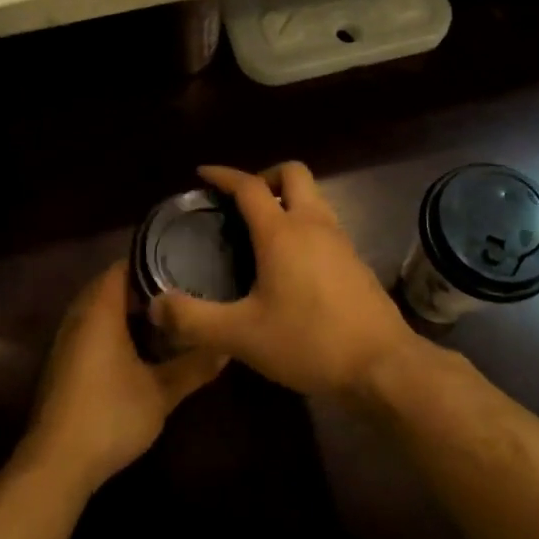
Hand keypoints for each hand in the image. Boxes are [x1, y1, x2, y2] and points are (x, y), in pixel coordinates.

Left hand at [20, 262, 225, 493]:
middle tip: (181, 290)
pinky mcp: (63, 364)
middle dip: (143, 287)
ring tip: (167, 316)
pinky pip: (91, 330)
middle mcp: (79, 317)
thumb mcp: (162, 392)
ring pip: (99, 310)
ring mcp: (67, 341)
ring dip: (127, 310)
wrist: (58, 463)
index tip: (184, 265)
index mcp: (100, 310)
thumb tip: (226, 348)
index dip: (152, 261)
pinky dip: (114, 329)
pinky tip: (140, 347)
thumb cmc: (111, 415)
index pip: (123, 266)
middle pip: (111, 286)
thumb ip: (194, 366)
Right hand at [148, 163, 419, 398]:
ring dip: (287, 201)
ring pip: (313, 198)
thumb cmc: (309, 342)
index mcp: (282, 232)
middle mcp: (314, 224)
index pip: (249, 186)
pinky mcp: (356, 261)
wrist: (382, 365)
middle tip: (241, 204)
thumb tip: (155, 306)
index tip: (203, 174)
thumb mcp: (242, 336)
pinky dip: (304, 226)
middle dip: (265, 177)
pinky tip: (291, 265)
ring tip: (261, 232)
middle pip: (293, 173)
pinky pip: (325, 225)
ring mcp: (340, 241)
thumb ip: (194, 320)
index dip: (224, 175)